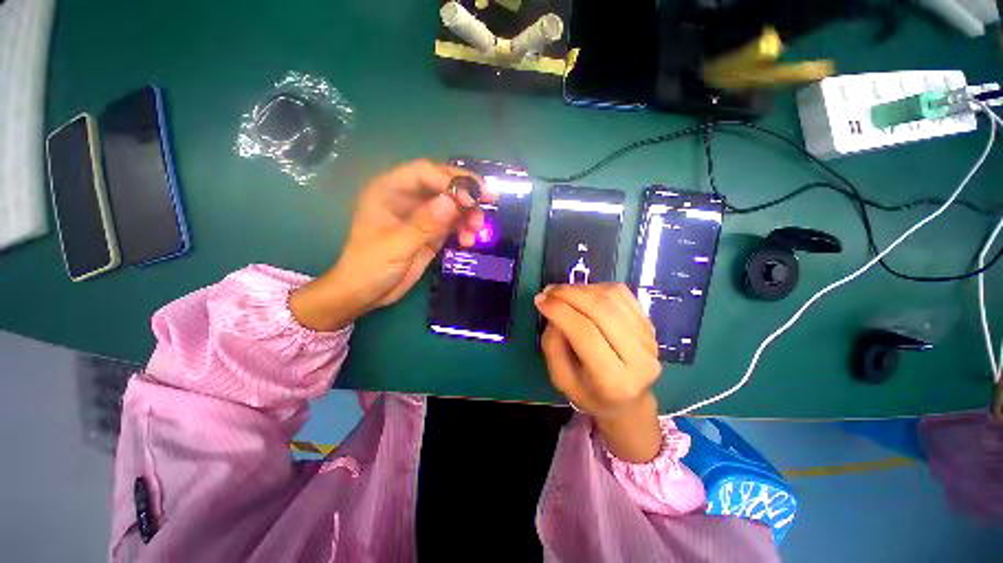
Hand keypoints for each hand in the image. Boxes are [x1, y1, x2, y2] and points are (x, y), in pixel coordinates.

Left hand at [290, 160, 494, 331]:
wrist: (366, 293)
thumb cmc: (370, 267)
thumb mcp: (396, 246)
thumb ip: (424, 224)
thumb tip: (452, 201)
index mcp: (389, 190)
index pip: (424, 172)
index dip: (450, 180)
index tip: (471, 198)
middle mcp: (407, 196)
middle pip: (442, 183)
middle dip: (466, 192)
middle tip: (490, 200)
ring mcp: (421, 214)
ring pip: (451, 203)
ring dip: (468, 213)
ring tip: (477, 229)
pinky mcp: (431, 230)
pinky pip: (453, 222)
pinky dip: (464, 228)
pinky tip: (468, 241)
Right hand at [535, 283, 663, 462]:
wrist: (628, 401)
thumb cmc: (588, 392)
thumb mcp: (560, 378)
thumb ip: (553, 344)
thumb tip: (554, 308)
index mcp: (614, 380)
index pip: (585, 334)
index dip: (560, 312)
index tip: (540, 300)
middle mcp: (639, 358)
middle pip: (602, 311)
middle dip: (569, 294)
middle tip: (548, 291)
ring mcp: (649, 338)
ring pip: (612, 298)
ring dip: (582, 288)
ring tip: (562, 291)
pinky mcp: (650, 323)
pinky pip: (622, 293)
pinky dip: (597, 287)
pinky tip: (582, 293)